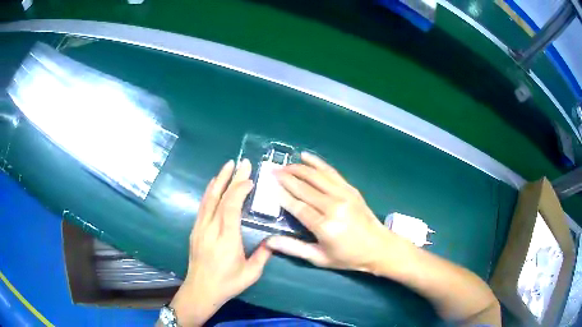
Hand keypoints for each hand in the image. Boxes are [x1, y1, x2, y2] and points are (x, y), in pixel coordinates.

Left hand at [169, 159, 271, 326]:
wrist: (200, 290)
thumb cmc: (227, 283)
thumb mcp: (251, 274)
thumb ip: (263, 255)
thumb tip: (273, 240)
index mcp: (226, 239)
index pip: (231, 207)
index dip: (239, 190)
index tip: (250, 180)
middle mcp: (211, 229)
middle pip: (220, 198)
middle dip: (231, 178)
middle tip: (241, 163)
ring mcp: (200, 228)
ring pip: (208, 199)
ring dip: (219, 181)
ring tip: (227, 166)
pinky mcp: (195, 230)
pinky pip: (203, 206)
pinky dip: (210, 192)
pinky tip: (215, 185)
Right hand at [266, 152, 413, 274]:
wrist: (378, 247)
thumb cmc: (347, 257)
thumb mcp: (319, 258)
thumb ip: (293, 248)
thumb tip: (268, 241)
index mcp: (325, 227)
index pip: (298, 207)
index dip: (282, 195)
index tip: (269, 184)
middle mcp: (334, 207)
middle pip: (305, 188)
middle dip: (286, 178)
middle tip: (272, 170)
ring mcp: (344, 195)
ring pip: (317, 176)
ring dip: (299, 168)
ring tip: (285, 164)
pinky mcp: (351, 189)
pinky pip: (331, 172)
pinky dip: (318, 163)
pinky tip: (306, 156)